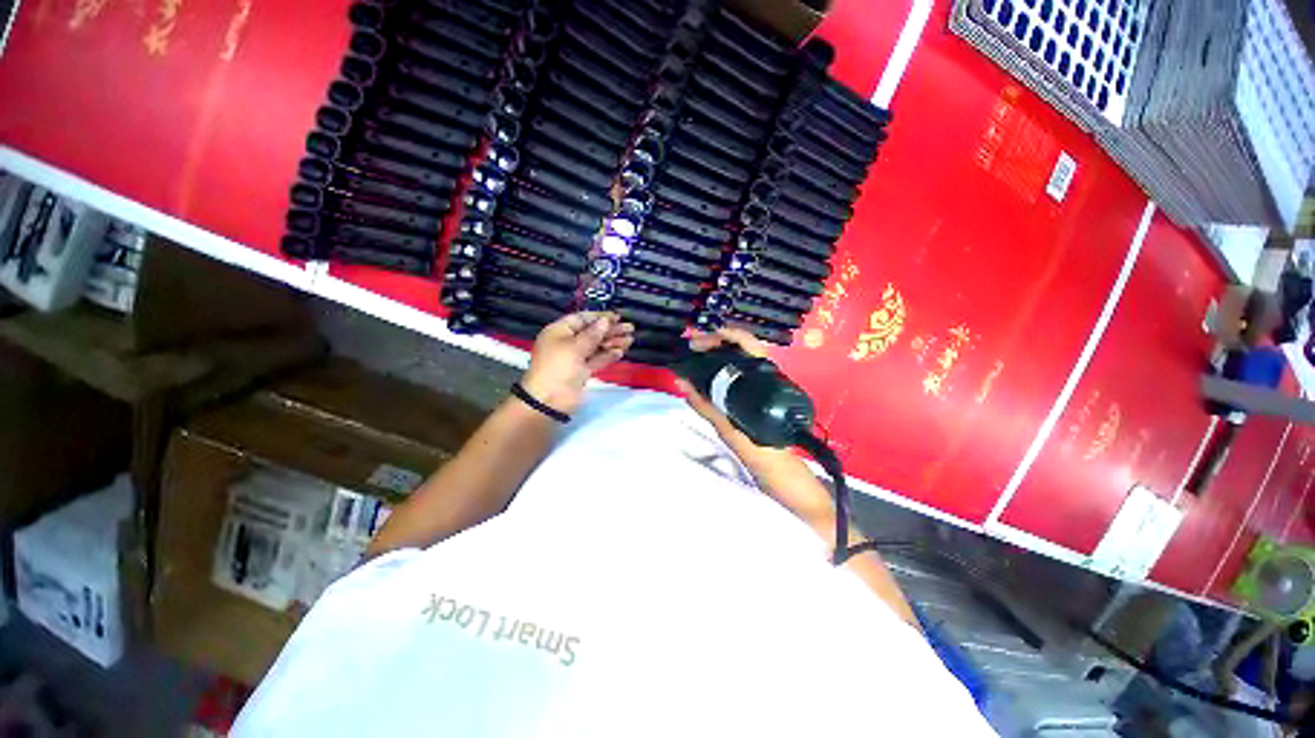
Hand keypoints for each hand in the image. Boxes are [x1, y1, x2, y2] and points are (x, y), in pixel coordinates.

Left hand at [520, 312, 634, 414]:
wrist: (550, 400)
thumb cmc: (559, 367)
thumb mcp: (575, 347)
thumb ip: (593, 334)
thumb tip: (605, 321)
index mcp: (559, 331)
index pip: (582, 319)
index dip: (599, 317)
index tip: (617, 317)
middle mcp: (567, 342)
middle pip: (592, 332)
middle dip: (610, 330)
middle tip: (630, 328)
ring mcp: (575, 358)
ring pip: (596, 346)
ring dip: (613, 342)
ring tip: (630, 340)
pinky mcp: (583, 371)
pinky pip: (597, 359)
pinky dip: (608, 355)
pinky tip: (621, 351)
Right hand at [675, 327, 833, 525]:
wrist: (783, 477)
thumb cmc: (761, 453)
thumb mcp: (729, 430)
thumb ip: (705, 405)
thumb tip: (683, 382)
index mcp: (766, 381)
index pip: (747, 343)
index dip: (723, 335)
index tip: (698, 340)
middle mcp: (769, 378)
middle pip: (743, 347)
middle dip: (716, 343)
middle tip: (691, 347)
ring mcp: (766, 387)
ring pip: (742, 360)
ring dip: (718, 355)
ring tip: (695, 356)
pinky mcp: (761, 397)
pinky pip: (740, 375)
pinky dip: (722, 370)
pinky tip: (708, 374)